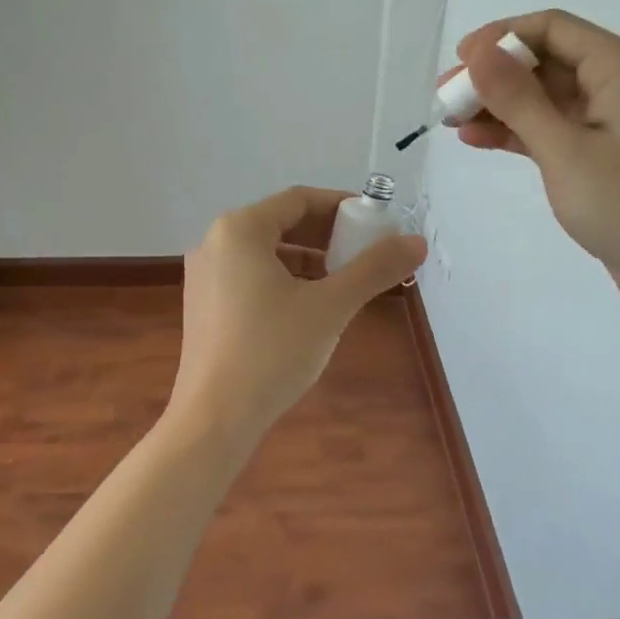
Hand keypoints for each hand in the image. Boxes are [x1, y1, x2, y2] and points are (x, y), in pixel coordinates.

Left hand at [171, 186, 426, 441]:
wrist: (214, 418)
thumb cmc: (272, 351)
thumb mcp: (330, 306)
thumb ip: (374, 268)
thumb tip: (416, 241)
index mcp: (239, 229)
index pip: (298, 200)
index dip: (341, 206)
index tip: (375, 223)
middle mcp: (214, 242)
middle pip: (280, 223)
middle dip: (326, 235)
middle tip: (364, 254)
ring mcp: (204, 274)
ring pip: (265, 252)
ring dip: (307, 259)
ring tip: (342, 282)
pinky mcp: (203, 304)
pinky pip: (249, 275)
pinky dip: (282, 280)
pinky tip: (308, 307)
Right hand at [449, 11, 619, 307]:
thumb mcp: (564, 149)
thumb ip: (518, 98)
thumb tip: (478, 51)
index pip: (552, 28)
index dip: (501, 36)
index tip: (459, 61)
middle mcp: (618, 83)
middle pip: (544, 60)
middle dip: (492, 74)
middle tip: (445, 95)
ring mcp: (609, 119)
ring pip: (543, 95)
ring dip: (497, 104)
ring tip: (449, 118)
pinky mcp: (600, 152)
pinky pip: (550, 126)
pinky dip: (515, 130)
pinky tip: (475, 138)